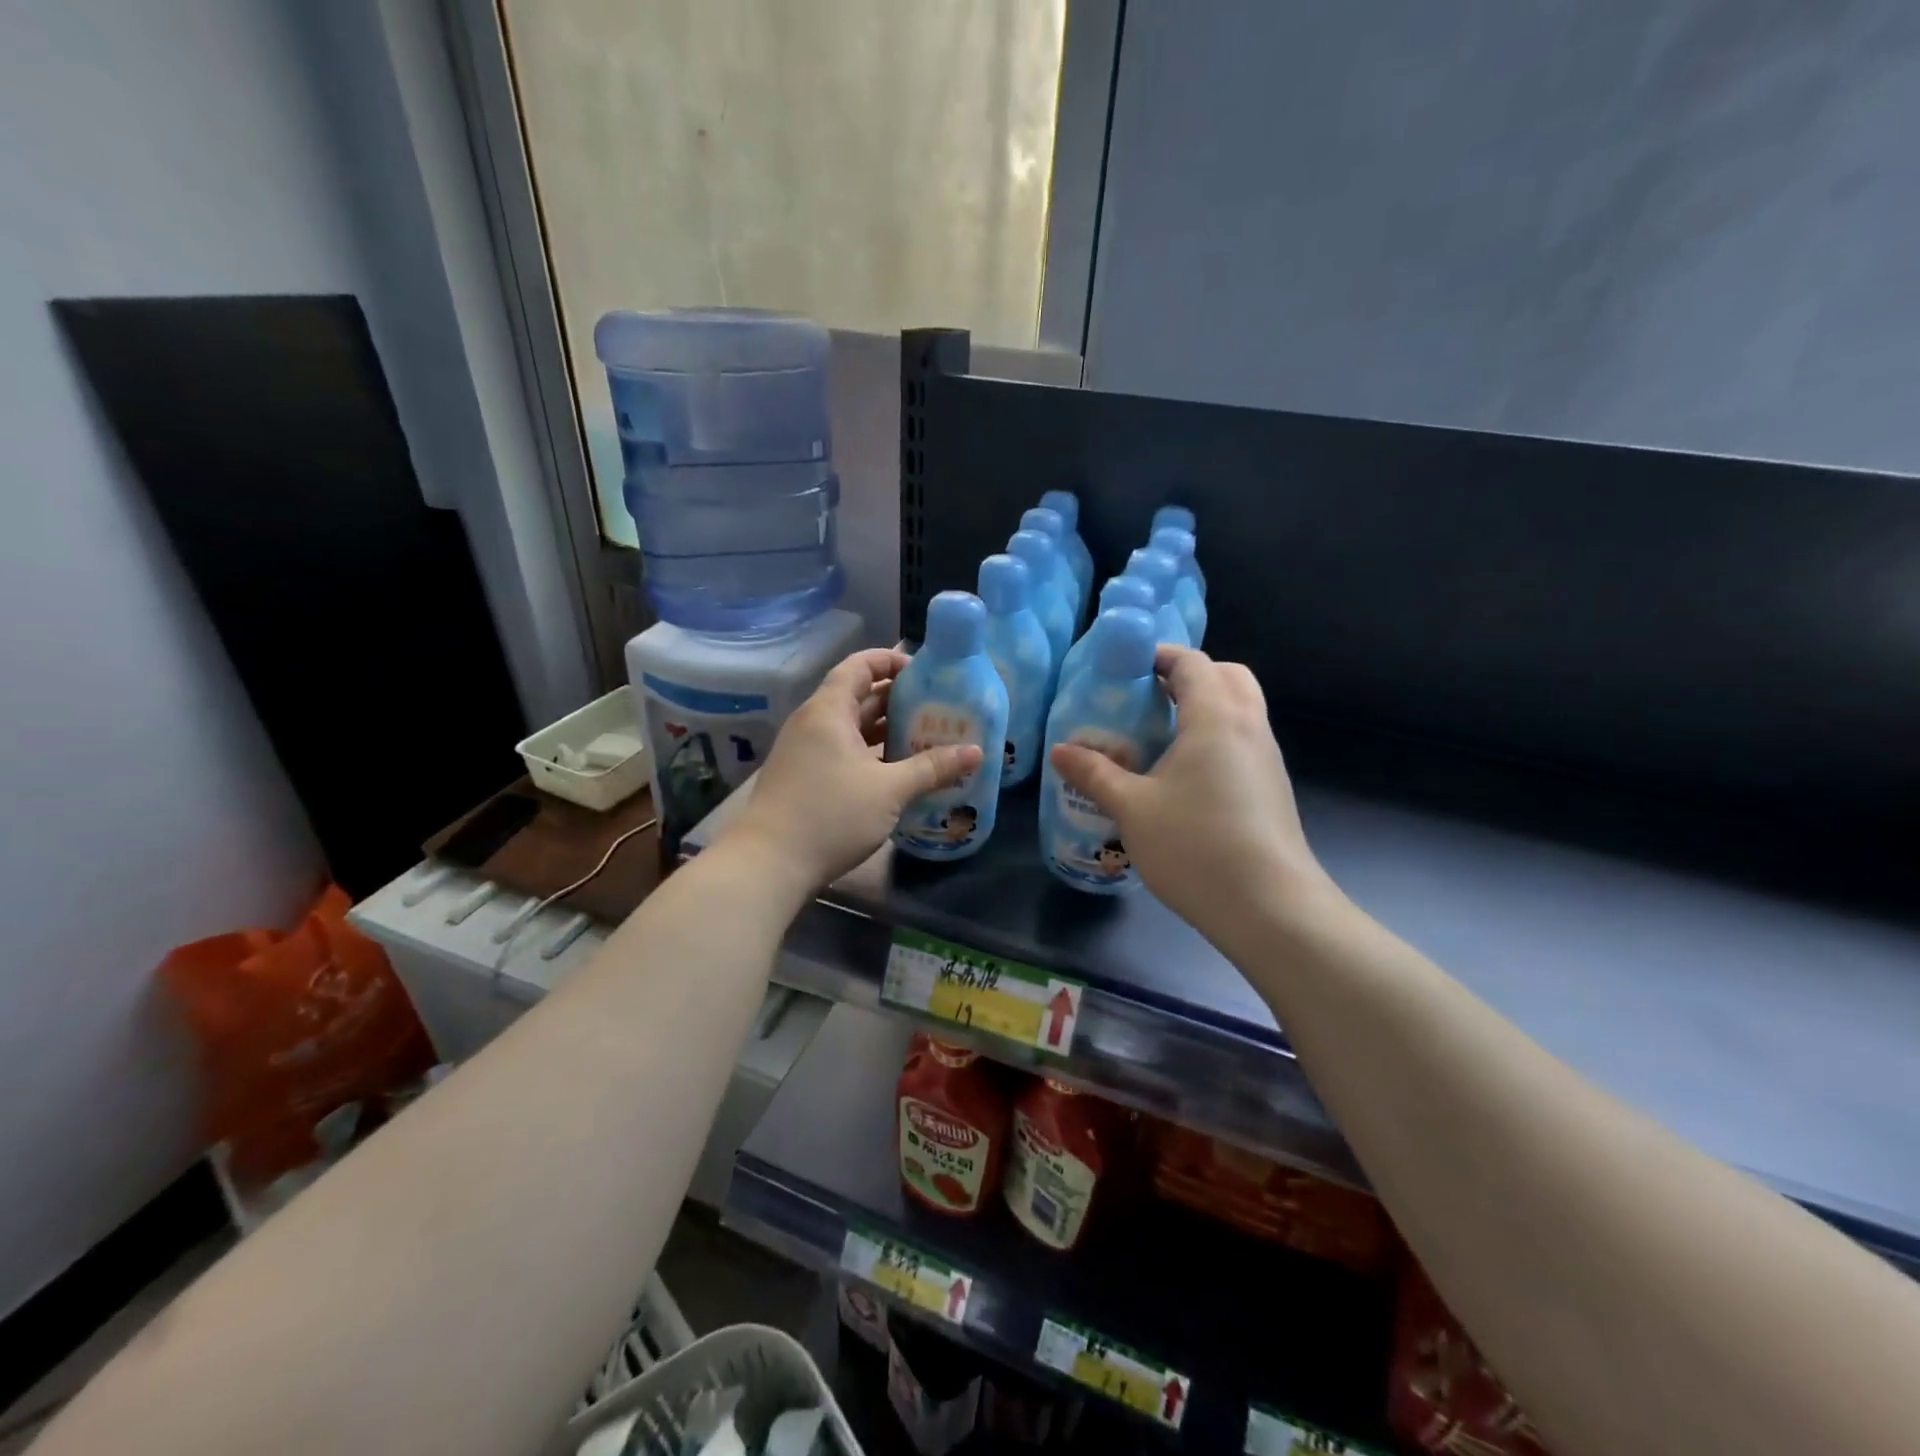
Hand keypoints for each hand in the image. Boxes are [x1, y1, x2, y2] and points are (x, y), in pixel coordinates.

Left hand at [724, 648, 982, 891]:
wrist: (769, 864)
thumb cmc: (831, 815)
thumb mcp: (890, 790)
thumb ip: (933, 767)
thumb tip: (976, 752)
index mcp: (829, 710)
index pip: (859, 666)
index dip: (890, 660)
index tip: (925, 672)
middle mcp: (813, 722)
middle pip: (857, 695)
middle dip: (897, 699)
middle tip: (937, 707)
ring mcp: (805, 751)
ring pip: (851, 727)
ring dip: (885, 729)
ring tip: (926, 737)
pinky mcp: (804, 777)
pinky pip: (842, 751)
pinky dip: (870, 753)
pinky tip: (898, 771)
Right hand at [1050, 646, 1339, 941]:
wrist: (1269, 908)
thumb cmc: (1195, 845)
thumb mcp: (1132, 809)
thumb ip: (1095, 774)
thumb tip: (1060, 751)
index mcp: (1215, 718)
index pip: (1193, 663)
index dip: (1160, 656)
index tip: (1126, 668)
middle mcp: (1249, 727)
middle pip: (1227, 676)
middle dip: (1189, 676)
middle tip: (1148, 697)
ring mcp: (1267, 759)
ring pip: (1240, 710)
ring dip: (1205, 707)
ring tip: (1159, 736)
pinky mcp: (1272, 789)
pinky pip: (1244, 741)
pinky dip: (1216, 738)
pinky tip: (1185, 777)